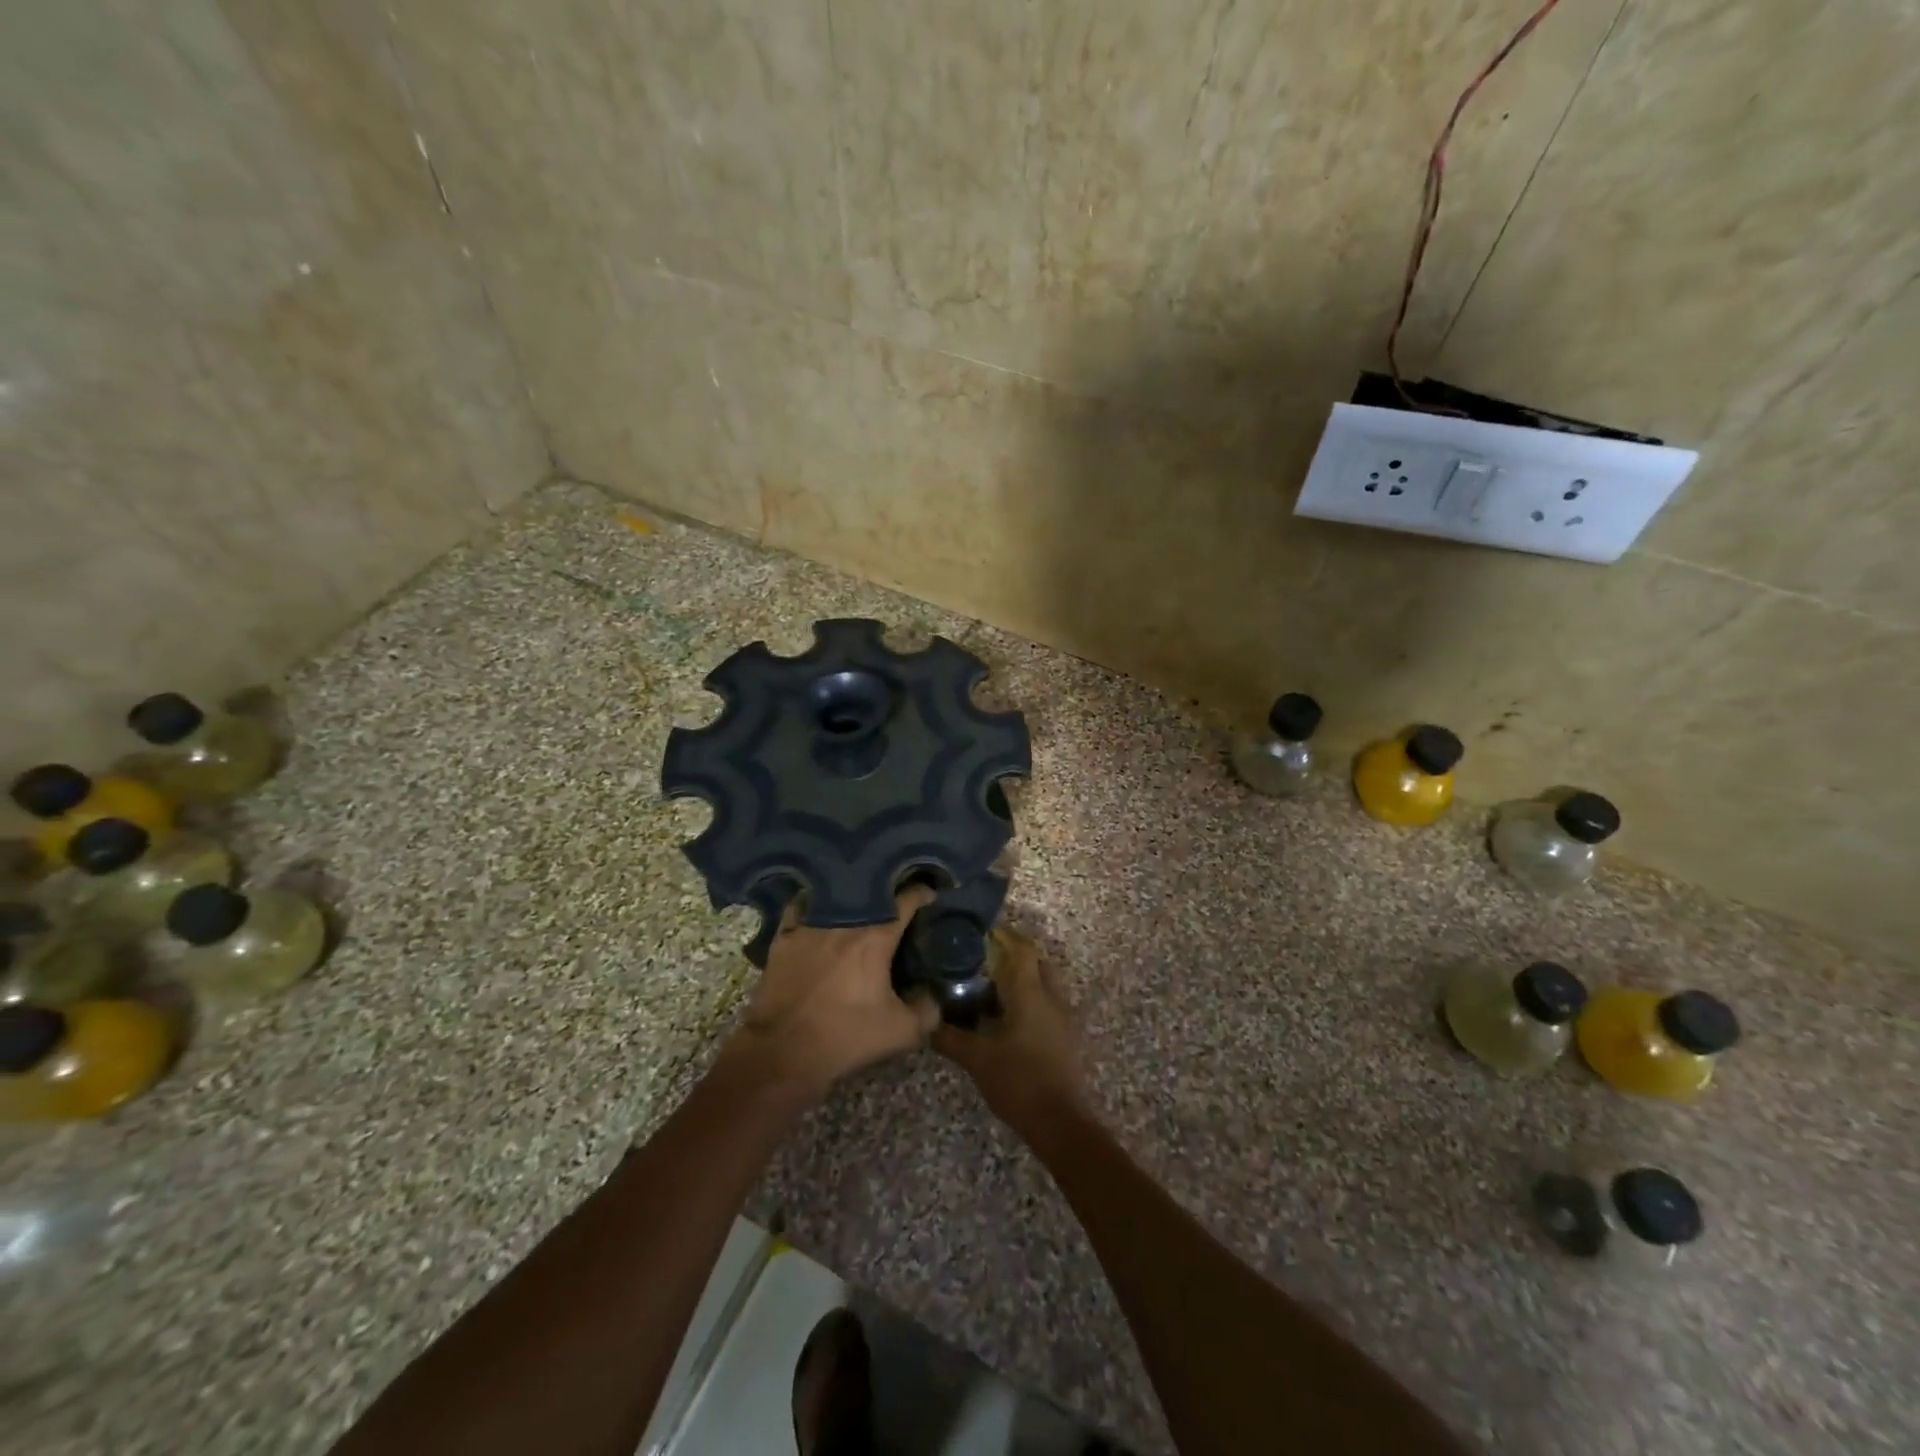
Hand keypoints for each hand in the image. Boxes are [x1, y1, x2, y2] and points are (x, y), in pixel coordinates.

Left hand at [722, 885, 938, 1102]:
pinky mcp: (784, 938)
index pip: (906, 901)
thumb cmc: (846, 1037)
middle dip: (888, 895)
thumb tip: (935, 995)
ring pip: (836, 898)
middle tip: (897, 904)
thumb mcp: (901, 1032)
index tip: (930, 896)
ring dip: (852, 899)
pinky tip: (818, 910)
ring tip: (860, 906)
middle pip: (871, 894)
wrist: (783, 1051)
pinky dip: (812, 905)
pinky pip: (800, 908)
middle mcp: (844, 922)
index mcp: (876, 937)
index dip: (922, 894)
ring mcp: (810, 926)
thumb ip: (928, 1010)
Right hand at [933, 929, 1084, 1128]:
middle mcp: (1051, 996)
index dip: (1002, 935)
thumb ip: (950, 1036)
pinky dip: (1030, 998)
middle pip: (1036, 960)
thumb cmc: (1018, 1081)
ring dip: (1023, 977)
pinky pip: (1048, 1002)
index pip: (1021, 948)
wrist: (1060, 1122)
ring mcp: (1063, 1016)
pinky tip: (1007, 1015)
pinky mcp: (1066, 1035)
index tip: (978, 932)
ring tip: (991, 984)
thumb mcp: (976, 1059)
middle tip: (983, 957)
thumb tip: (925, 1020)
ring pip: (1044, 981)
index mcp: (1030, 992)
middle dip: (1013, 953)